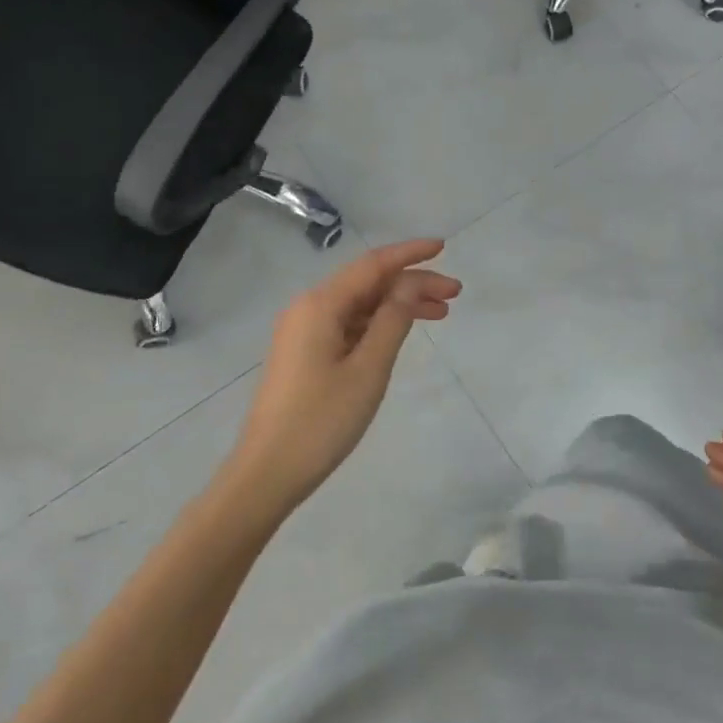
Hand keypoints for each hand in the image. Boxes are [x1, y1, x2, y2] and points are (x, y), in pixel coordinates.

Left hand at [226, 240, 460, 514]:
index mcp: (321, 305)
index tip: (443, 248)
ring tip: (441, 313)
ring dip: (399, 304)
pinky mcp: (305, 353)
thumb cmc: (321, 421)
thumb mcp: (368, 369)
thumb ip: (393, 320)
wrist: (267, 473)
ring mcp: (304, 331)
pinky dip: (380, 323)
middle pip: (369, 282)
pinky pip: (349, 324)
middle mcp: (309, 308)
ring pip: (361, 304)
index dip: (410, 254)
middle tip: (455, 294)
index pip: (374, 265)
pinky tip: (404, 331)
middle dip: (412, 282)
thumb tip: (410, 283)